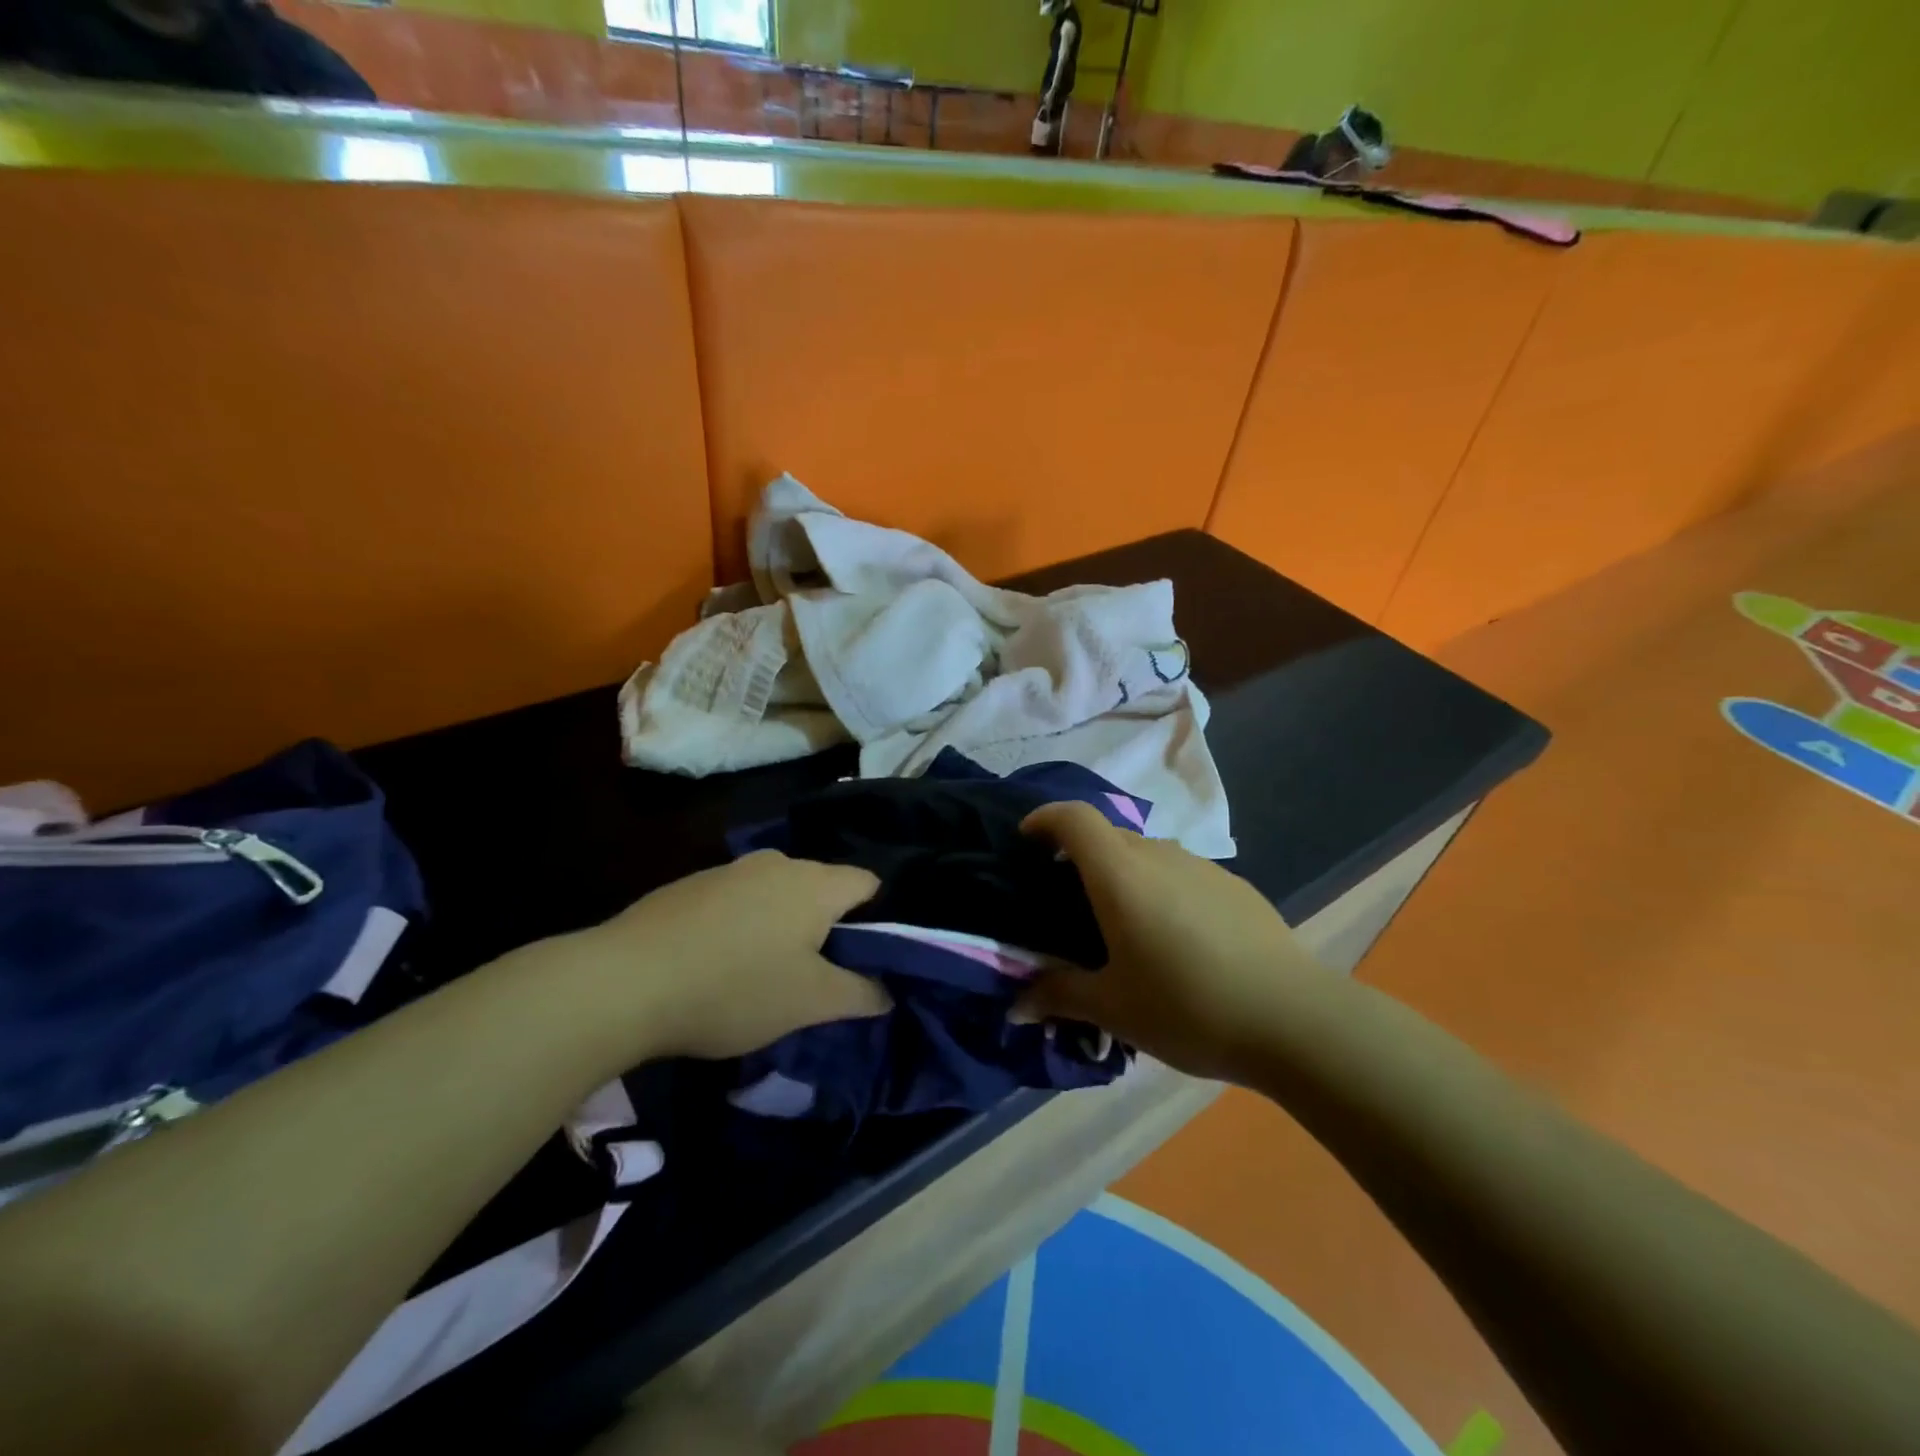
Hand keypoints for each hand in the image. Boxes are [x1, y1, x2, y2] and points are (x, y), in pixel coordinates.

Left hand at [550, 851, 890, 1065]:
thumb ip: (861, 994)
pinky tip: (719, 962)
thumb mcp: (810, 1003)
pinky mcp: (692, 884)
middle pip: (823, 887)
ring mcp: (730, 869)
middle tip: (818, 973)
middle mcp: (777, 863)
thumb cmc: (735, 989)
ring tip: (766, 971)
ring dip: (783, 925)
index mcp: (815, 883)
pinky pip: (738, 899)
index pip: (869, 884)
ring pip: (778, 893)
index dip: (878, 919)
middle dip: (828, 926)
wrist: (625, 982)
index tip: (866, 958)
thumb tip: (888, 991)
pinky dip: (744, 924)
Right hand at [1015, 802, 1332, 1083]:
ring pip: (1148, 854)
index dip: (1045, 818)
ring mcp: (1202, 867)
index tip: (1028, 840)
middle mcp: (1159, 856)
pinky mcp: (1235, 886)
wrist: (1294, 1018)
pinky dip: (1162, 889)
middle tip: (1069, 901)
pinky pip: (1182, 873)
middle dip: (1080, 855)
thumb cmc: (1188, 1007)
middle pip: (1108, 835)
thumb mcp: (1114, 1009)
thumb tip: (1015, 1006)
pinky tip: (1177, 940)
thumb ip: (1059, 996)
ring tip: (1124, 925)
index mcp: (1120, 874)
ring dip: (1124, 874)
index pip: (1074, 818)